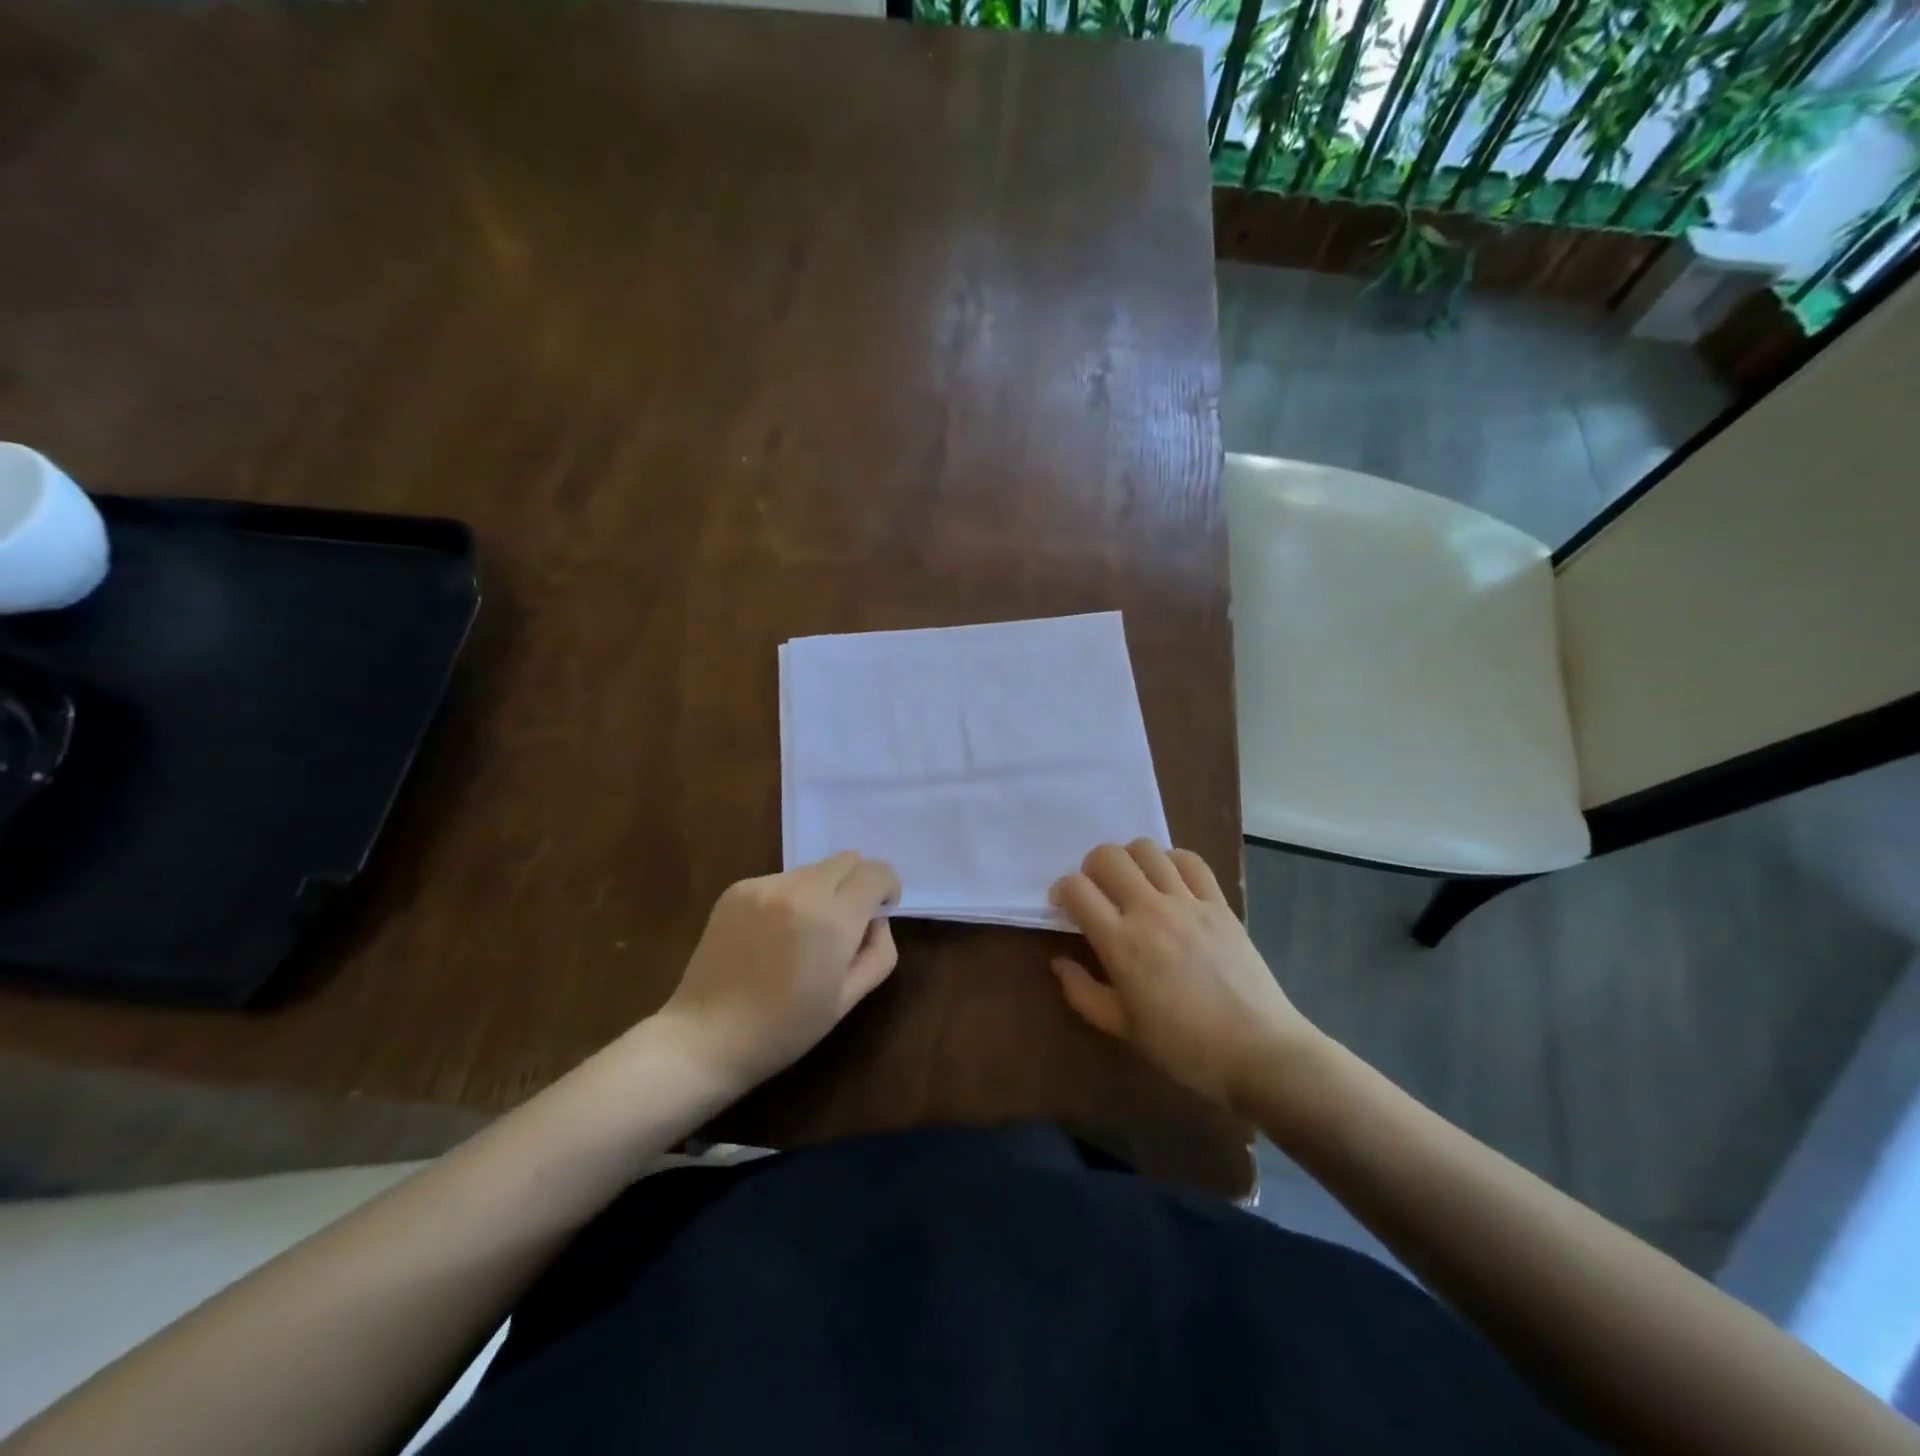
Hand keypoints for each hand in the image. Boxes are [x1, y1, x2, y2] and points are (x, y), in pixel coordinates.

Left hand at [658, 852, 901, 1094]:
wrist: (706, 1038)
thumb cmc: (785, 1029)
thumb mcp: (848, 1000)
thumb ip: (878, 952)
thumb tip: (876, 920)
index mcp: (832, 919)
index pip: (876, 873)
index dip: (887, 888)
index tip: (880, 911)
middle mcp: (799, 890)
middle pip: (847, 860)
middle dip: (858, 883)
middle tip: (847, 922)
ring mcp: (764, 886)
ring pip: (813, 869)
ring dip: (823, 890)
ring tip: (804, 932)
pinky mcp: (737, 890)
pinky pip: (781, 879)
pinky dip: (790, 897)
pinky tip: (772, 936)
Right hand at [1050, 840, 1318, 1111]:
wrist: (1259, 1052)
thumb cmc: (1183, 1047)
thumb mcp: (1122, 1028)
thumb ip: (1082, 993)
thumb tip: (1058, 963)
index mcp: (1121, 943)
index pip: (1077, 888)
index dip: (1062, 890)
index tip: (1064, 907)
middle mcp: (1151, 911)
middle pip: (1108, 857)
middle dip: (1091, 867)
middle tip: (1096, 891)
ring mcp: (1188, 903)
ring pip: (1147, 849)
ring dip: (1129, 859)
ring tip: (1132, 884)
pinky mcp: (1219, 903)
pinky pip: (1190, 861)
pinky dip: (1171, 860)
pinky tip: (1168, 881)